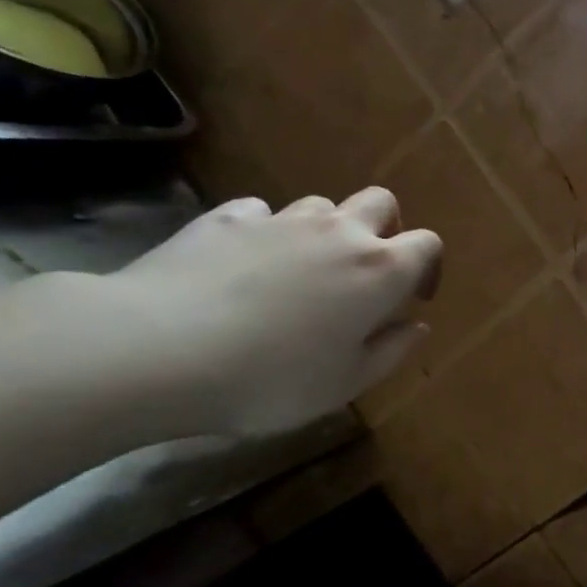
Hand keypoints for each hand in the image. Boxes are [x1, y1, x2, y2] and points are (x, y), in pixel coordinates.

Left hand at [107, 189, 441, 436]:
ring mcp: (281, 219)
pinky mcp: (227, 218)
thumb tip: (416, 326)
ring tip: (302, 272)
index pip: (427, 244)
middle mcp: (339, 232)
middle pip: (381, 203)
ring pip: (321, 206)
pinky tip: (246, 264)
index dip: (428, 267)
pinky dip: (267, 232)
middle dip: (385, 228)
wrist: (159, 350)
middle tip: (366, 271)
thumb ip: (391, 351)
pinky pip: (261, 213)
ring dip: (325, 231)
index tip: (413, 298)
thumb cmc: (272, 379)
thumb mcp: (346, 383)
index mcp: (380, 270)